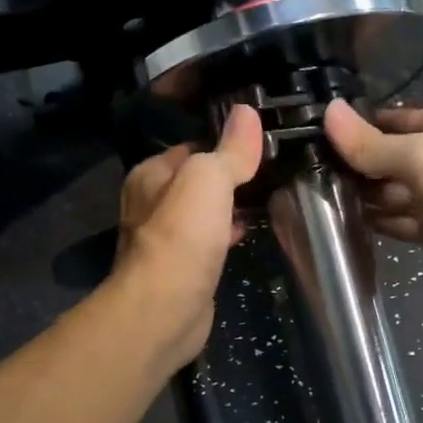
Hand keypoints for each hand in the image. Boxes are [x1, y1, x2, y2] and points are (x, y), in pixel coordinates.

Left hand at [112, 103, 263, 363]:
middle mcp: (152, 203)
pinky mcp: (182, 269)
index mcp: (150, 175)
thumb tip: (247, 111)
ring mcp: (166, 239)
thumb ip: (229, 149)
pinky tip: (249, 231)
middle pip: (198, 180)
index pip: (193, 145)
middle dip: (230, 176)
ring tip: (268, 195)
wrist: (165, 310)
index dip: (226, 141)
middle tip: (272, 168)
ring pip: (204, 211)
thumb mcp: (209, 179)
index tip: (262, 140)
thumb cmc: (182, 236)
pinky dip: (227, 233)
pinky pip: (209, 241)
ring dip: (230, 205)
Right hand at [323, 99, 422, 304]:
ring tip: (318, 204)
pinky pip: (402, 223)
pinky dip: (379, 224)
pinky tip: (347, 228)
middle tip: (307, 179)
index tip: (312, 141)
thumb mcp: (422, 157)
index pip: (389, 121)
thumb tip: (328, 111)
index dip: (355, 129)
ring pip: (393, 194)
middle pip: (388, 158)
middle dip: (354, 168)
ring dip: (363, 199)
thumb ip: (372, 143)